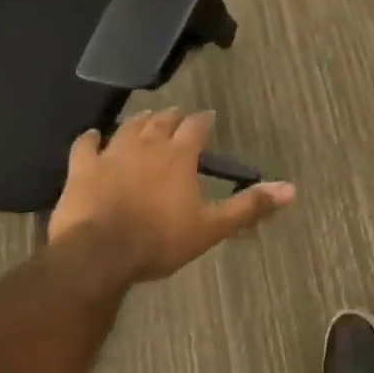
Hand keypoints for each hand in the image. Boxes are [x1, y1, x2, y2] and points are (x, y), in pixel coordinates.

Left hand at [49, 110, 294, 283]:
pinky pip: (86, 145)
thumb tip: (291, 189)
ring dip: (139, 121)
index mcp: (179, 155)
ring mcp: (112, 153)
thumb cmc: (160, 240)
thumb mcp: (212, 227)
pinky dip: (91, 139)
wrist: (99, 256)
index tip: (208, 118)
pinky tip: (93, 137)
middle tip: (177, 117)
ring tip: (145, 118)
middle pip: (162, 120)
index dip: (204, 121)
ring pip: (129, 126)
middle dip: (172, 116)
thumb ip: (249, 205)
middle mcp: (148, 144)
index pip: (197, 126)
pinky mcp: (82, 168)